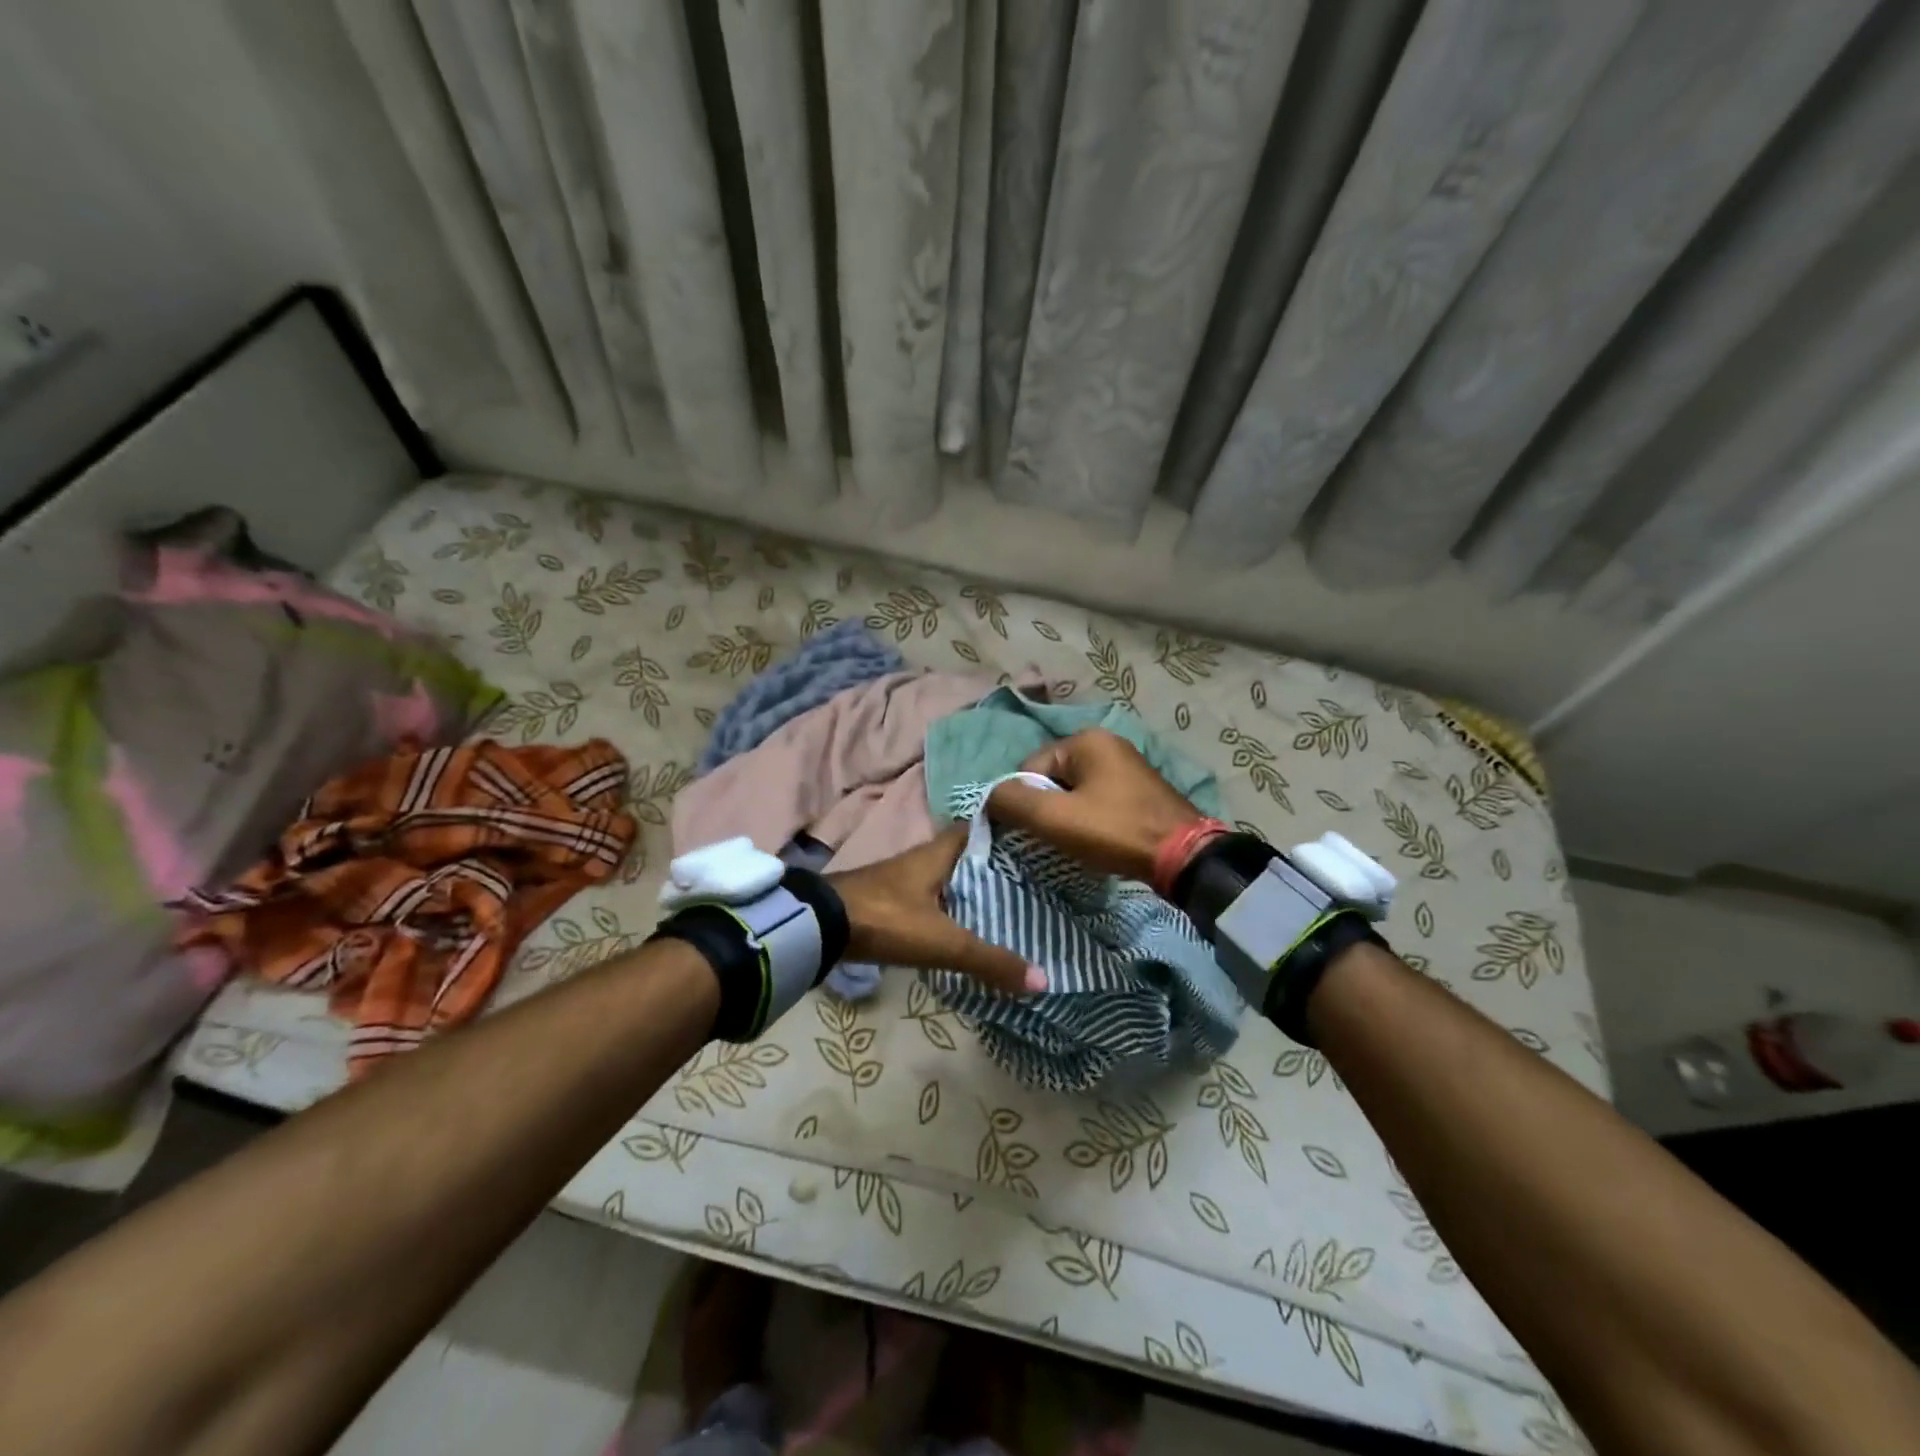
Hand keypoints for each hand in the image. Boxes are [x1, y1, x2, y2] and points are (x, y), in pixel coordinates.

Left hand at [828, 829, 1045, 995]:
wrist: (819, 927)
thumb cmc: (887, 918)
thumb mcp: (943, 941)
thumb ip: (989, 960)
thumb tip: (1043, 979)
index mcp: (939, 853)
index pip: (980, 828)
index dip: (1008, 831)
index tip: (1039, 842)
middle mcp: (924, 859)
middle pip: (968, 856)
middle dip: (997, 867)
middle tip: (1036, 881)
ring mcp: (904, 880)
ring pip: (950, 878)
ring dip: (974, 889)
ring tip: (1012, 905)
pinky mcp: (891, 902)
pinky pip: (933, 899)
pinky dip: (953, 909)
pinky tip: (968, 927)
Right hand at [986, 729, 1203, 882]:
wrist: (1184, 857)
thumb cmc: (1114, 830)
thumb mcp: (1055, 818)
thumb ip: (1012, 802)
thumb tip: (988, 797)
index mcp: (1085, 739)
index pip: (1030, 768)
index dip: (1026, 802)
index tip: (1039, 830)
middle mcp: (1107, 742)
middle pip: (1053, 778)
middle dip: (1049, 809)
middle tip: (1058, 839)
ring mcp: (1127, 764)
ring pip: (1075, 791)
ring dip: (1069, 816)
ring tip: (1078, 842)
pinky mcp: (1140, 788)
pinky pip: (1098, 798)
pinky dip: (1091, 818)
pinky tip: (1099, 839)